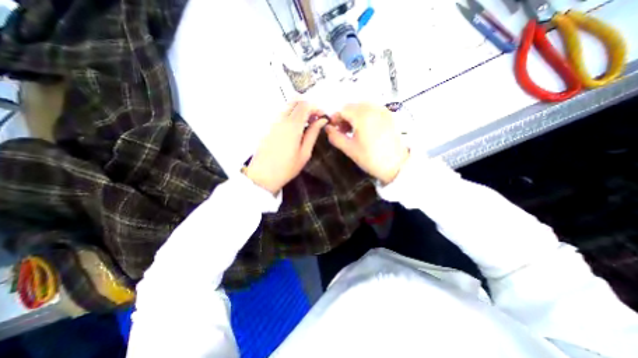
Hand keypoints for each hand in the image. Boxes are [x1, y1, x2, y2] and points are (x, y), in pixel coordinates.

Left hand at [244, 101, 325, 194]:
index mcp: (292, 126)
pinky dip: (291, 115)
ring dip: (299, 110)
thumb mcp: (304, 153)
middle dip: (308, 106)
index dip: (316, 107)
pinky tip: (296, 128)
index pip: (305, 105)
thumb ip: (313, 134)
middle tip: (315, 118)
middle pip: (295, 102)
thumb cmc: (286, 168)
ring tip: (307, 124)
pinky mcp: (268, 127)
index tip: (322, 116)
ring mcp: (273, 122)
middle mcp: (281, 120)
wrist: (263, 176)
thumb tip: (321, 121)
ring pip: (287, 107)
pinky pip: (281, 114)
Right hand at [324, 102, 407, 183]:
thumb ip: (335, 137)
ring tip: (353, 130)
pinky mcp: (389, 115)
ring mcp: (383, 110)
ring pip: (363, 107)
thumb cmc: (371, 158)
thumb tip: (327, 129)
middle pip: (353, 106)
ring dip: (354, 115)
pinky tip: (364, 128)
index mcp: (362, 116)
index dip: (335, 118)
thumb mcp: (350, 149)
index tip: (333, 128)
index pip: (343, 109)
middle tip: (342, 130)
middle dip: (345, 116)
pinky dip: (365, 115)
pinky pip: (372, 109)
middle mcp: (373, 108)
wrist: (397, 165)